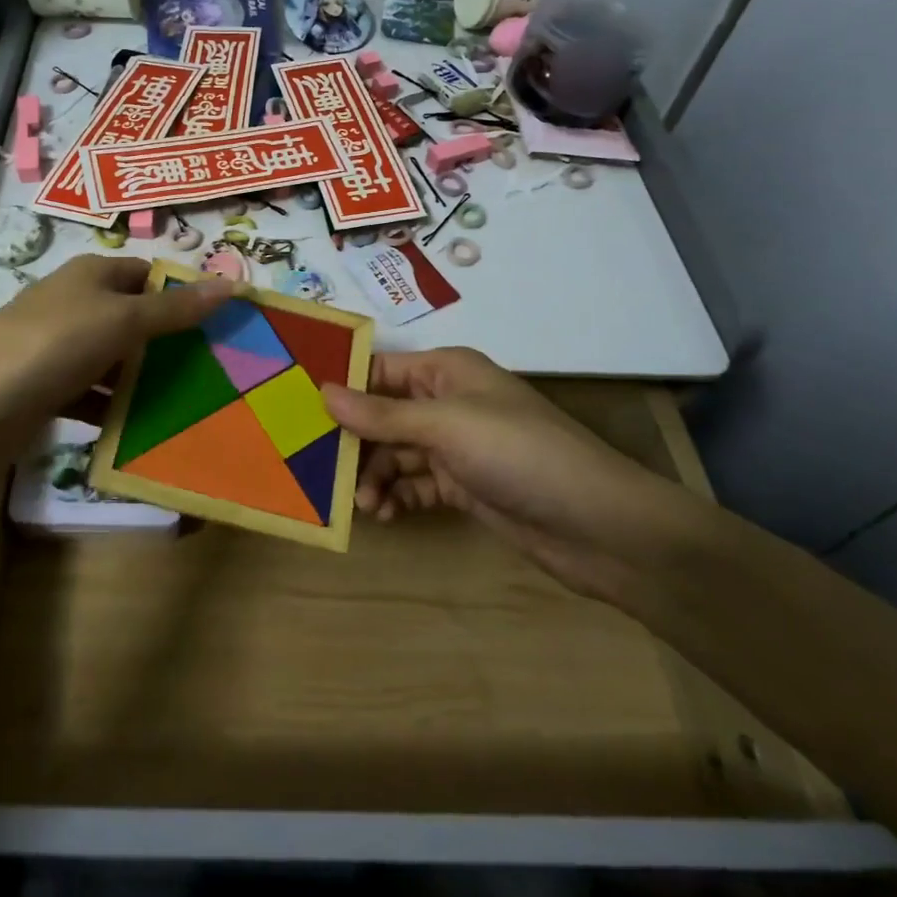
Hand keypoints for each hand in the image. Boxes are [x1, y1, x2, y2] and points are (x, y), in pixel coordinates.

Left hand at [0, 256, 233, 438]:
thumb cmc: (54, 344)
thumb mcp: (122, 319)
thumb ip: (175, 307)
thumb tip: (232, 283)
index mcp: (90, 275)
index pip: (146, 274)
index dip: (181, 292)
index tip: (220, 322)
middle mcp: (74, 304)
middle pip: (132, 317)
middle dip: (169, 340)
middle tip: (216, 366)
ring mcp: (58, 348)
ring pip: (114, 359)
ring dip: (144, 378)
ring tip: (191, 400)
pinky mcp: (47, 389)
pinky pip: (93, 394)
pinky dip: (114, 408)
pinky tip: (143, 427)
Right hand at [321, 348, 706, 602]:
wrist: (599, 526)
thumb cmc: (519, 454)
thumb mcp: (446, 426)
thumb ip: (382, 414)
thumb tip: (321, 391)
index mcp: (447, 371)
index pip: (379, 369)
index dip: (341, 386)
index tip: (297, 409)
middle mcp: (448, 402)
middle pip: (382, 414)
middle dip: (354, 441)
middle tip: (321, 469)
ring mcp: (457, 447)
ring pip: (396, 453)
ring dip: (374, 475)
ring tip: (363, 504)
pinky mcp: (464, 486)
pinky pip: (415, 484)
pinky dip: (397, 496)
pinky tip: (384, 514)